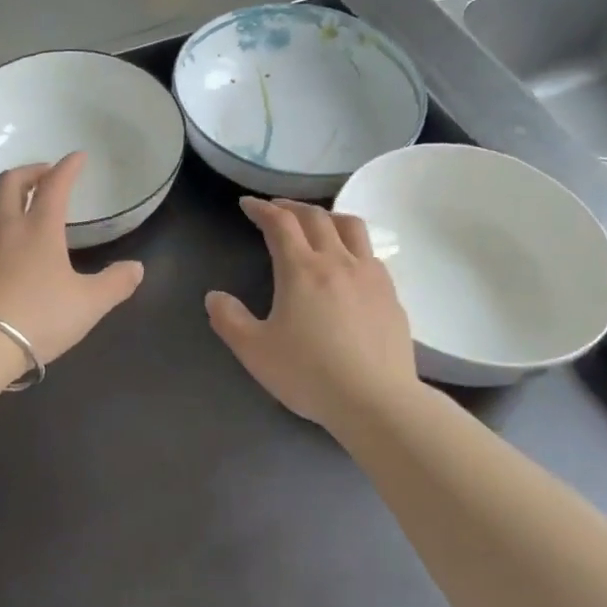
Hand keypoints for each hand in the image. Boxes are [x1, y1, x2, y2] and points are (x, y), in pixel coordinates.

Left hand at [0, 153, 144, 365]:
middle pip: (11, 181)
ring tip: (18, 203)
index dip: (68, 167)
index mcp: (39, 228)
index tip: (77, 157)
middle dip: (30, 171)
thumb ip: (114, 284)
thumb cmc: (37, 318)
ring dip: (5, 194)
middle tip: (45, 174)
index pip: (54, 185)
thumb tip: (136, 268)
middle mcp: (5, 226)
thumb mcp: (87, 305)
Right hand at [207, 197, 416, 428]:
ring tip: (316, 224)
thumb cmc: (309, 374)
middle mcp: (338, 262)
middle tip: (275, 209)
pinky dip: (352, 245)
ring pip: (351, 227)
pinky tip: (348, 265)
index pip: (280, 223)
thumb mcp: (255, 351)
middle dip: (291, 207)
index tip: (247, 204)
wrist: (376, 402)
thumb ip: (229, 319)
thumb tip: (215, 297)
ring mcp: (370, 276)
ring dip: (328, 217)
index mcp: (302, 270)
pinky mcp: (391, 295)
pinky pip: (371, 254)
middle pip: (316, 217)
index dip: (261, 209)